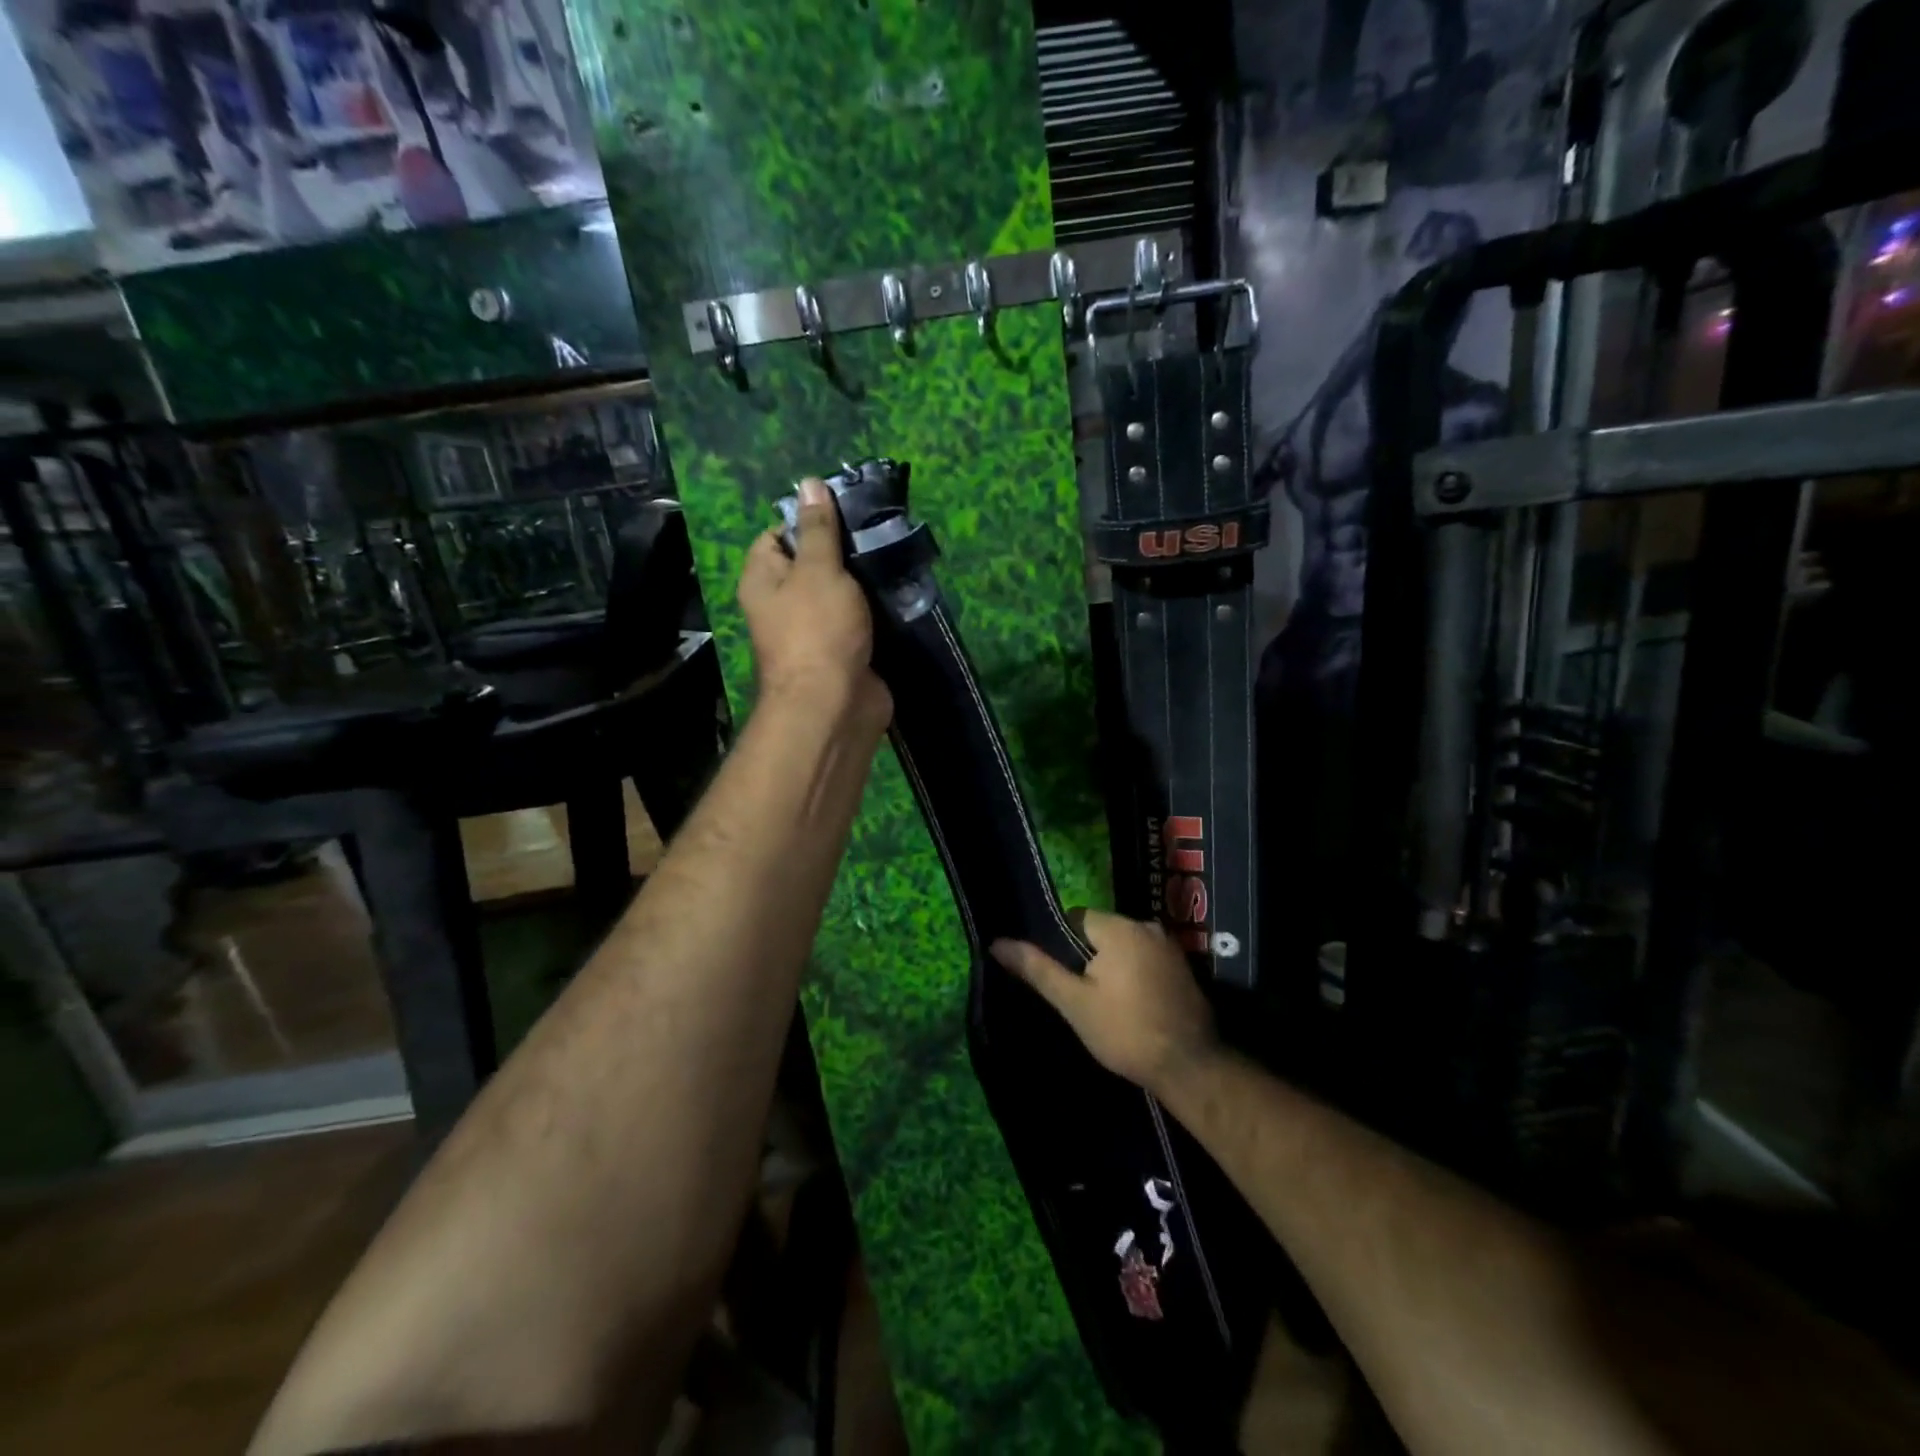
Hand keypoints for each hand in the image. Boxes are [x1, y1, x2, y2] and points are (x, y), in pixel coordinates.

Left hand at [738, 478, 890, 727]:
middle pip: (814, 564)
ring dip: (867, 582)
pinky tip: (903, 592)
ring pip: (843, 594)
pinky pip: (862, 622)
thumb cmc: (817, 631)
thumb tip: (808, 483)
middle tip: (880, 533)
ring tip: (897, 556)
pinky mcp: (846, 652)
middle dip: (846, 551)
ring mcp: (817, 631)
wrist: (834, 706)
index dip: (807, 521)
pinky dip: (880, 611)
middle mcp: (785, 605)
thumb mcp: (818, 569)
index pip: (777, 536)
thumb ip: (818, 529)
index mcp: (765, 580)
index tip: (845, 514)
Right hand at [990, 909, 1218, 1093]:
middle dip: (1088, 957)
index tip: (1062, 978)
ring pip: (1125, 947)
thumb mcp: (1074, 1002)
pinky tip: (1132, 1005)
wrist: (1191, 1067)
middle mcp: (1147, 926)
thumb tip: (997, 943)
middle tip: (1081, 996)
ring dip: (1112, 967)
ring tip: (1105, 1004)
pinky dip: (1134, 974)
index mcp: (1119, 927)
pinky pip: (1146, 959)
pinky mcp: (1184, 967)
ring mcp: (1170, 946)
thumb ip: (1038, 968)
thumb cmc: (1125, 1032)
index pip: (1076, 918)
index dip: (1062, 946)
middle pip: (1102, 932)